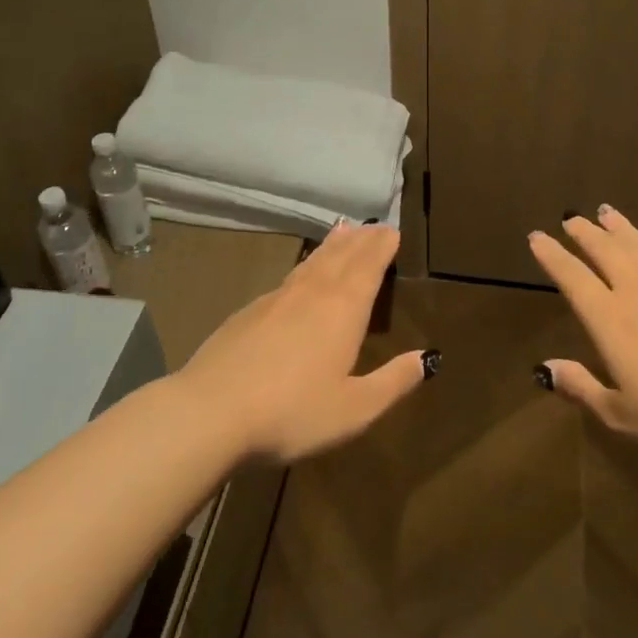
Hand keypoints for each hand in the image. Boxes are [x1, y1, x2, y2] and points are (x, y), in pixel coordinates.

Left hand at [179, 222, 429, 461]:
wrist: (210, 412)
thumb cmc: (292, 412)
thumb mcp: (354, 409)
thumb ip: (392, 382)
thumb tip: (427, 358)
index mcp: (343, 310)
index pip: (368, 266)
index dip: (382, 247)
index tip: (392, 230)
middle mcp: (312, 293)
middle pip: (342, 256)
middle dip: (361, 240)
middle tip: (374, 225)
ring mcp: (276, 299)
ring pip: (313, 262)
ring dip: (332, 246)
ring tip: (343, 231)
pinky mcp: (249, 312)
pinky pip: (289, 277)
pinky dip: (305, 265)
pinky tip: (301, 274)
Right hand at [527, 206, 637, 452]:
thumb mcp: (626, 417)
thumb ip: (584, 389)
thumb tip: (546, 368)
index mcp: (611, 319)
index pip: (573, 278)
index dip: (552, 256)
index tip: (537, 236)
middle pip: (604, 250)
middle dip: (583, 233)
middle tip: (571, 218)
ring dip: (619, 227)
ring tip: (606, 212)